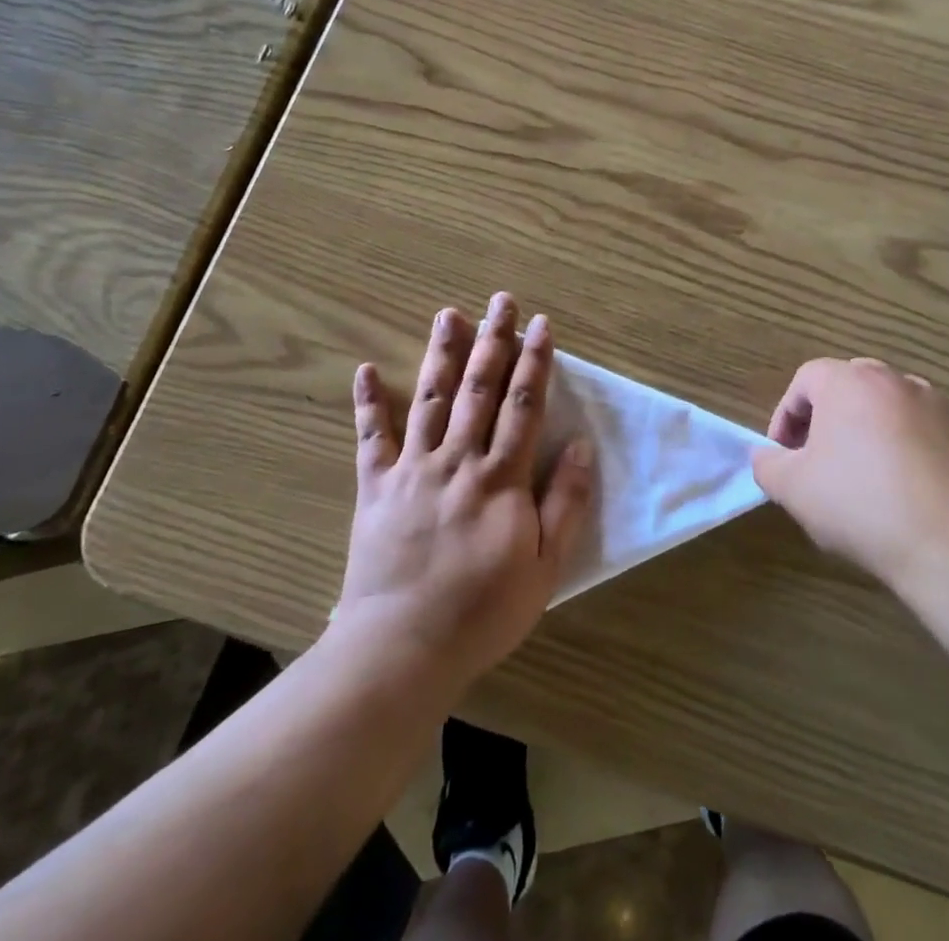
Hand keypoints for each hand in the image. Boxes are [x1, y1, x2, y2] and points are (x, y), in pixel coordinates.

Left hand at [335, 294, 592, 694]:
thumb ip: (565, 503)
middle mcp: (457, 460)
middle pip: (479, 389)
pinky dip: (369, 403)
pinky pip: (371, 438)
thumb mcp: (544, 567)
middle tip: (500, 301)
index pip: (524, 405)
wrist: (401, 649)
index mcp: (500, 477)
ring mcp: (412, 469)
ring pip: (430, 398)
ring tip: (449, 315)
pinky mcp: (375, 487)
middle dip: (494, 341)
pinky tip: (367, 370)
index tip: (542, 325)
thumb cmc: (483, 611)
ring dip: (442, 353)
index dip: (535, 362)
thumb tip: (582, 445)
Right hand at [753, 357, 948, 595]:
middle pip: (848, 386)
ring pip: (887, 408)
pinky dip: (903, 451)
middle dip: (826, 419)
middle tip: (817, 461)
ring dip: (866, 433)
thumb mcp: (794, 490)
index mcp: (849, 382)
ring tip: (860, 480)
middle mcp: (894, 381)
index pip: (805, 379)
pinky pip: (921, 433)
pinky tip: (901, 495)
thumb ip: (768, 465)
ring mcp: (937, 407)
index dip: (786, 415)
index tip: (784, 455)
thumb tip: (768, 457)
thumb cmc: (862, 505)